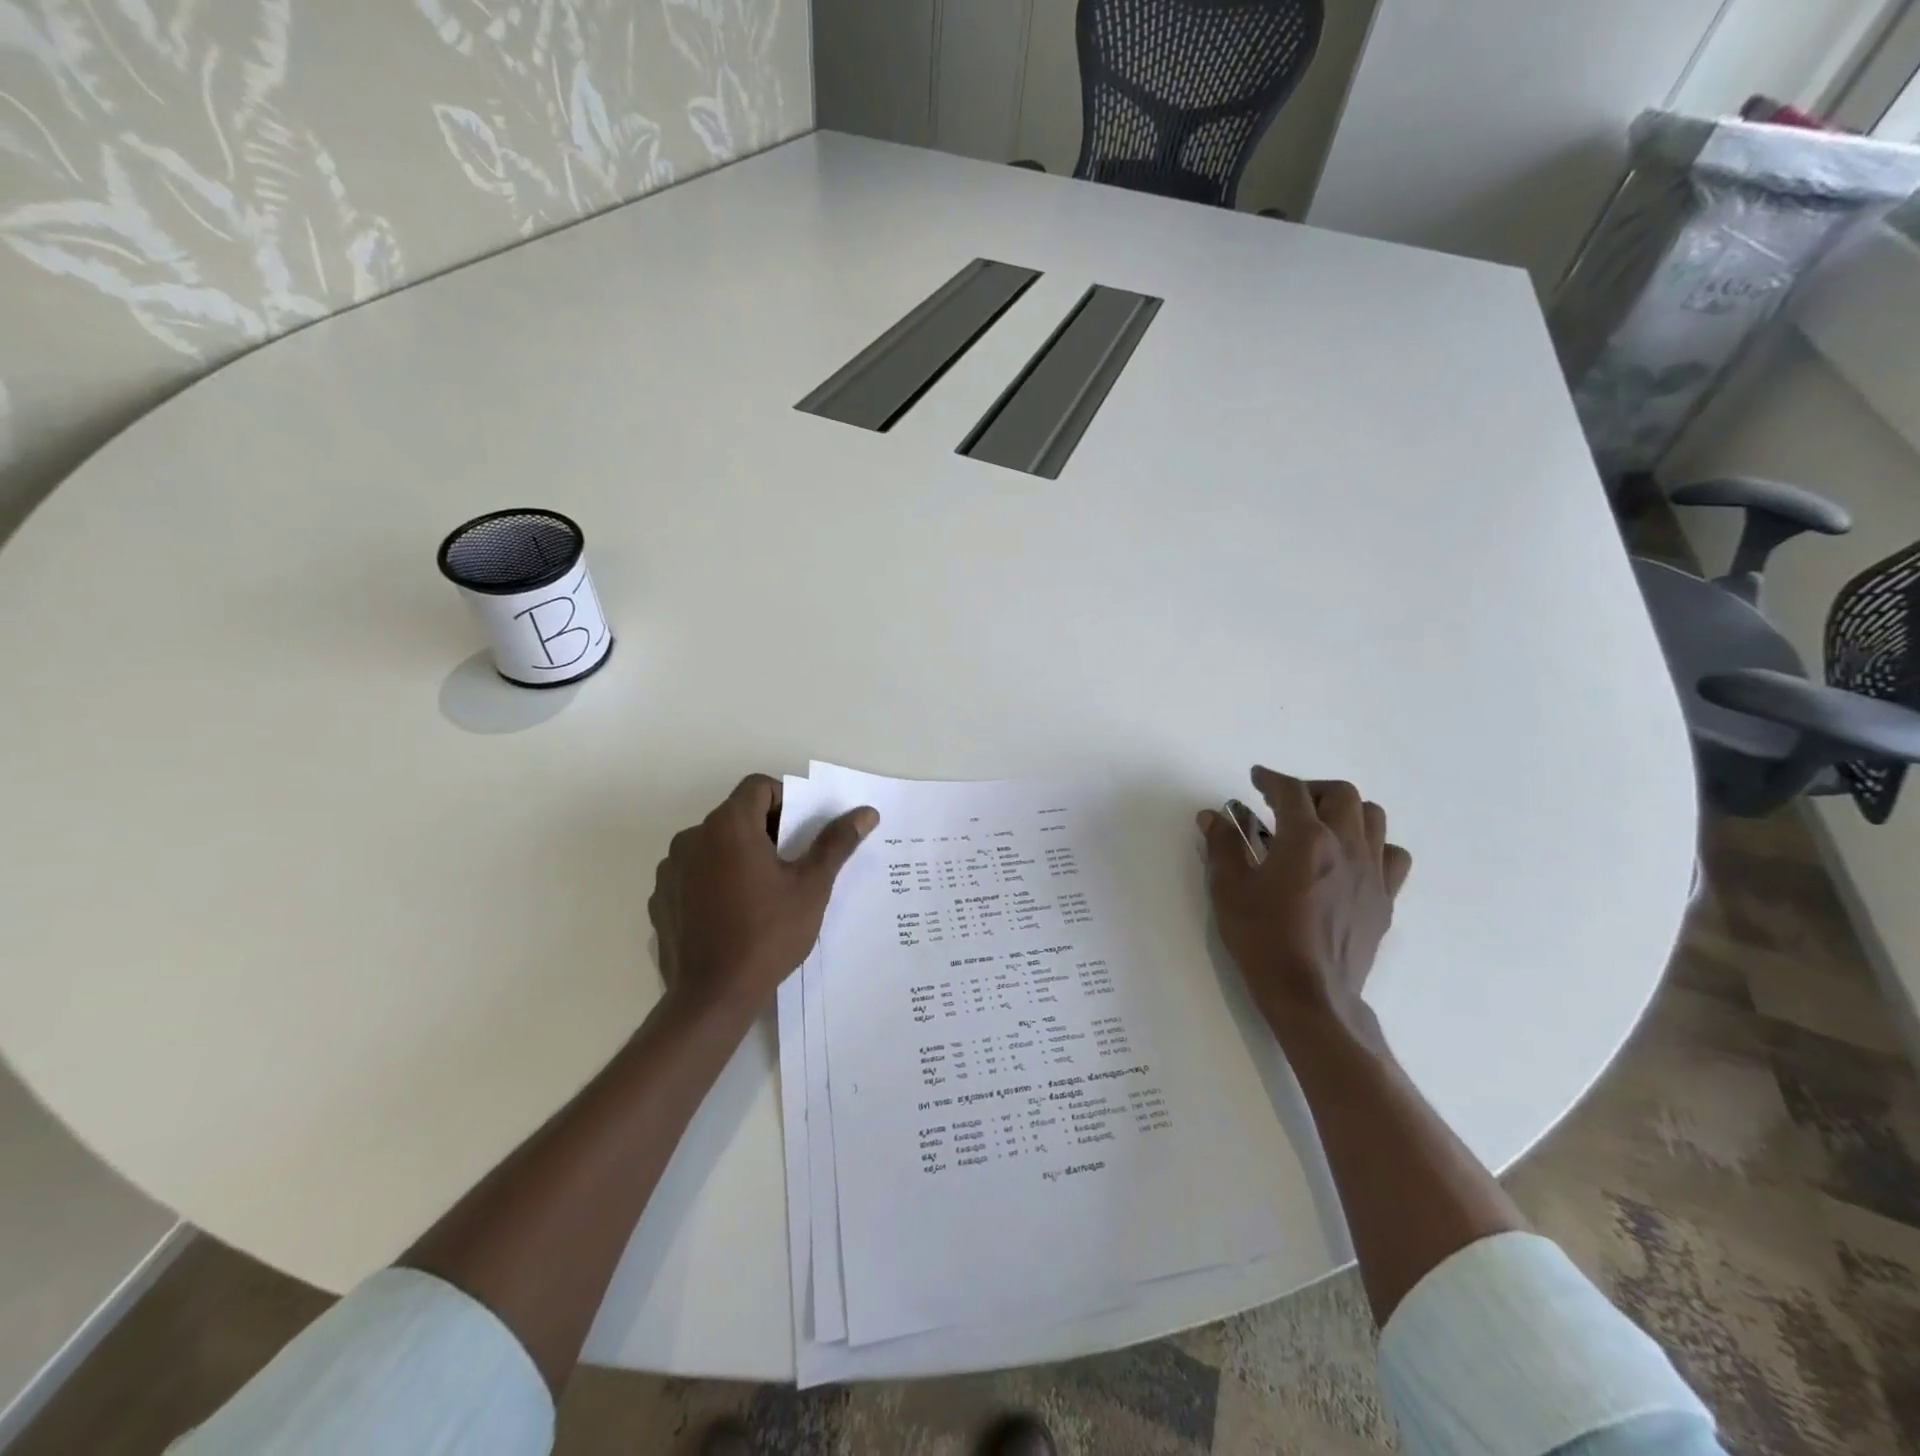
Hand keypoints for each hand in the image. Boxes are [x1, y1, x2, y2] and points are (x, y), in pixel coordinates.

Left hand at [649, 775, 878, 1019]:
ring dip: (737, 856)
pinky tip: (730, 914)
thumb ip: (836, 843)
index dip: (785, 801)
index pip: (758, 786)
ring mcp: (671, 869)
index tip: (800, 835)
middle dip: (764, 832)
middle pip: (735, 815)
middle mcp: (692, 837)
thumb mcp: (812, 886)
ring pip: (713, 845)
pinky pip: (693, 874)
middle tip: (789, 867)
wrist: (712, 997)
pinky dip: (712, 881)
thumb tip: (866, 812)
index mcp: (728, 826)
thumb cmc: (768, 933)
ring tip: (760, 894)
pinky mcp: (661, 899)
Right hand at [1197, 767, 1411, 1041]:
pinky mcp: (1385, 899)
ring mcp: (1373, 873)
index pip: (1291, 791)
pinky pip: (1391, 855)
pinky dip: (1372, 845)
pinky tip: (1349, 860)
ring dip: (1344, 811)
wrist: (1310, 995)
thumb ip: (1222, 846)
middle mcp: (1346, 846)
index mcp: (1306, 840)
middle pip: (1341, 794)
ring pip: (1373, 818)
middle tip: (1285, 804)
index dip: (1271, 778)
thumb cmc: (1263, 939)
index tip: (1257, 778)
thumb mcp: (1228, 890)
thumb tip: (1214, 816)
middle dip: (1311, 789)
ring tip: (1319, 826)